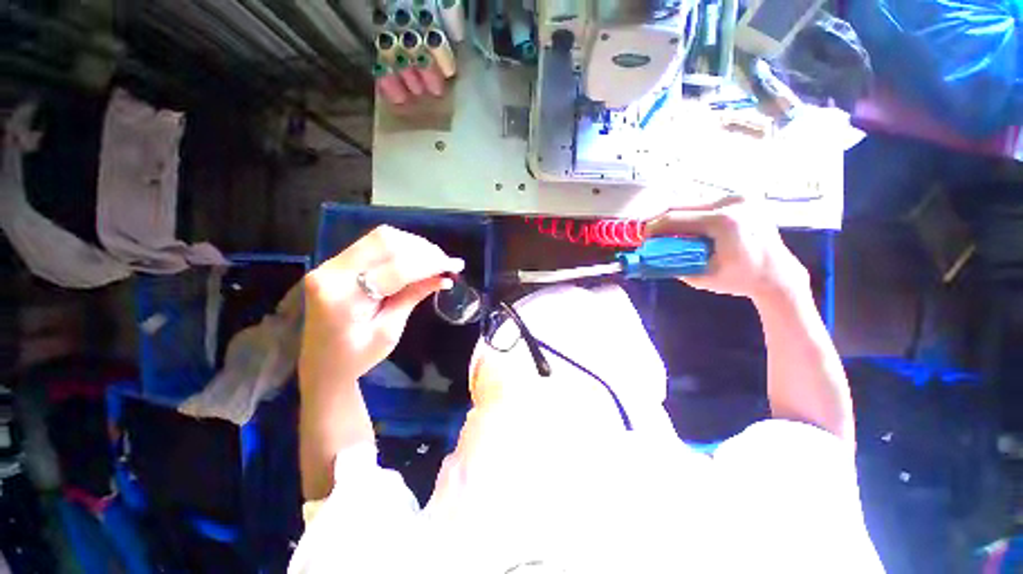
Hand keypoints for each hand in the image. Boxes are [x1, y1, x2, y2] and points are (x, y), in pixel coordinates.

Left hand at [300, 226, 464, 391]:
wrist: (320, 364)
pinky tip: (416, 259)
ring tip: (434, 260)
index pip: (396, 270)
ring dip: (413, 245)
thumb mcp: (389, 331)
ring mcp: (331, 263)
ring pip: (381, 237)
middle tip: (446, 261)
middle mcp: (331, 272)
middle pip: (385, 242)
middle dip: (423, 249)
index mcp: (343, 298)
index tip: (455, 265)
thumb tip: (444, 277)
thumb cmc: (356, 357)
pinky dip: (400, 247)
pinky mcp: (336, 262)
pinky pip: (373, 244)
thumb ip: (413, 297)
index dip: (430, 264)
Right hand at [645, 196, 806, 300]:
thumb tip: (651, 255)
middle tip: (650, 234)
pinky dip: (691, 215)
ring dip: (676, 216)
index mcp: (724, 222)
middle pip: (682, 205)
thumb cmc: (740, 279)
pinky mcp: (742, 198)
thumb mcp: (700, 277)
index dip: (654, 227)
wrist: (777, 273)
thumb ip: (673, 264)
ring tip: (666, 232)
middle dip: (662, 220)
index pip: (676, 217)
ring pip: (693, 202)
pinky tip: (686, 227)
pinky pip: (706, 204)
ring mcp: (740, 197)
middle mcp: (733, 202)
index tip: (642, 237)